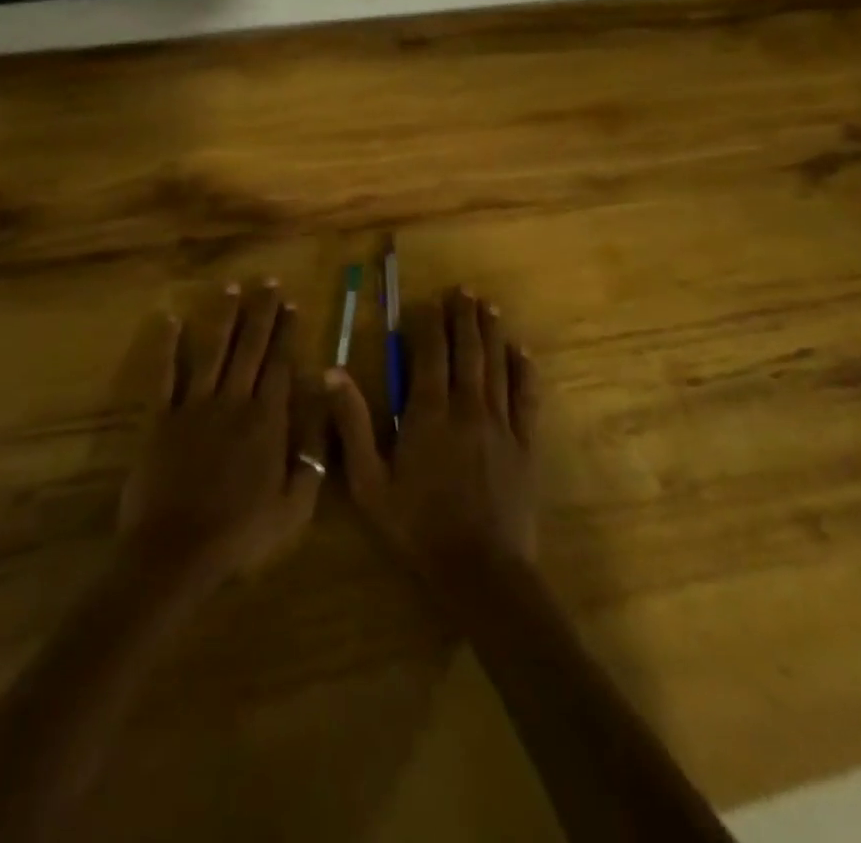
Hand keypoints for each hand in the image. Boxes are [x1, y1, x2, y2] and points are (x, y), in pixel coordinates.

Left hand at [118, 282, 326, 587]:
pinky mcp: (160, 418)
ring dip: (224, 317)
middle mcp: (233, 402)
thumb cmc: (240, 535)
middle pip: (250, 348)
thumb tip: (322, 413)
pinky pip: (164, 375)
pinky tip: (171, 320)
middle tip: (268, 281)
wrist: (176, 553)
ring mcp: (194, 406)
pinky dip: (167, 346)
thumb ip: (312, 458)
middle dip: (261, 312)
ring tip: (231, 287)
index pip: (279, 365)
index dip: (286, 332)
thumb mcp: (294, 508)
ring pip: (213, 351)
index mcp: (266, 421)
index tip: (291, 304)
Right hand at [326, 287, 539, 583]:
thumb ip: (353, 424)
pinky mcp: (525, 444)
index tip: (427, 302)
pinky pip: (527, 398)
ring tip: (488, 306)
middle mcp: (467, 407)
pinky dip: (524, 371)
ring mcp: (501, 424)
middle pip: (466, 351)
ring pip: (496, 366)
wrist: (481, 571)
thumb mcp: (369, 482)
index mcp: (428, 413)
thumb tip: (333, 372)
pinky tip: (523, 352)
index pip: (429, 355)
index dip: (429, 325)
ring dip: (491, 333)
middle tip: (463, 291)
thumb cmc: (418, 527)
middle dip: (463, 318)